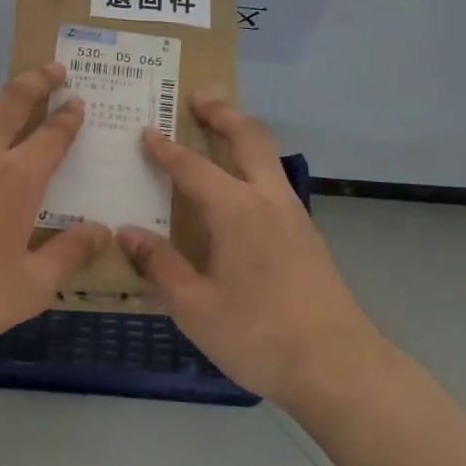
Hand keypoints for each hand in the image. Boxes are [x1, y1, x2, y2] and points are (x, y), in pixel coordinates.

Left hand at [0, 65, 110, 350]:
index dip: (68, 117)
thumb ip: (69, 255)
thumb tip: (101, 231)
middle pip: (11, 102)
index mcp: (17, 178)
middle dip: (36, 81)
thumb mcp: (32, 285)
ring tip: (23, 108)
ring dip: (7, 105)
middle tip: (56, 70)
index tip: (79, 101)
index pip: (51, 135)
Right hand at [116, 94, 378, 407]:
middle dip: (223, 114)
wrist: (338, 367)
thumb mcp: (194, 306)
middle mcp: (269, 201)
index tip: (147, 130)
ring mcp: (295, 218)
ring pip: (268, 159)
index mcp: (237, 211)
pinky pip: (274, 185)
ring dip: (243, 137)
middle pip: (248, 139)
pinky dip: (253, 167)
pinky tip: (239, 194)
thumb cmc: (258, 335)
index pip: (193, 167)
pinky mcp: (307, 238)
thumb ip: (160, 265)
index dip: (166, 149)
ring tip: (218, 132)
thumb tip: (127, 233)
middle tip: (199, 97)